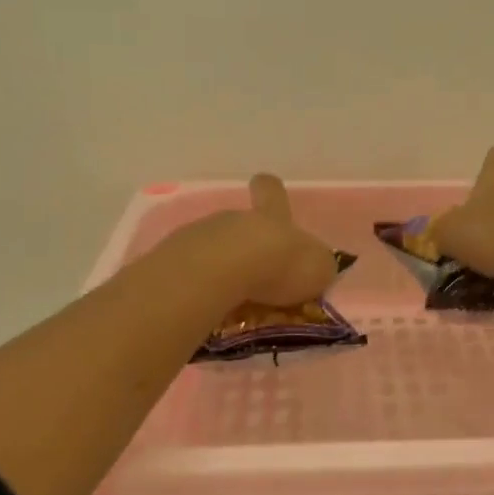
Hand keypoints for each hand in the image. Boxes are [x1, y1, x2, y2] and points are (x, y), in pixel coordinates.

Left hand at [177, 173, 341, 308]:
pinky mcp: (175, 260)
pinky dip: (201, 286)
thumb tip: (317, 270)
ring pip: (215, 247)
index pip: (272, 192)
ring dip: (223, 268)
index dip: (271, 191)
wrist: (221, 272)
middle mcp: (236, 219)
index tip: (266, 188)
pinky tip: (209, 306)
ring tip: (233, 300)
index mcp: (272, 216)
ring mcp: (201, 235)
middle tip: (258, 277)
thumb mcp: (317, 269)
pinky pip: (192, 271)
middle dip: (248, 247)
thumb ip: (317, 267)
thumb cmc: (279, 265)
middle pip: (241, 224)